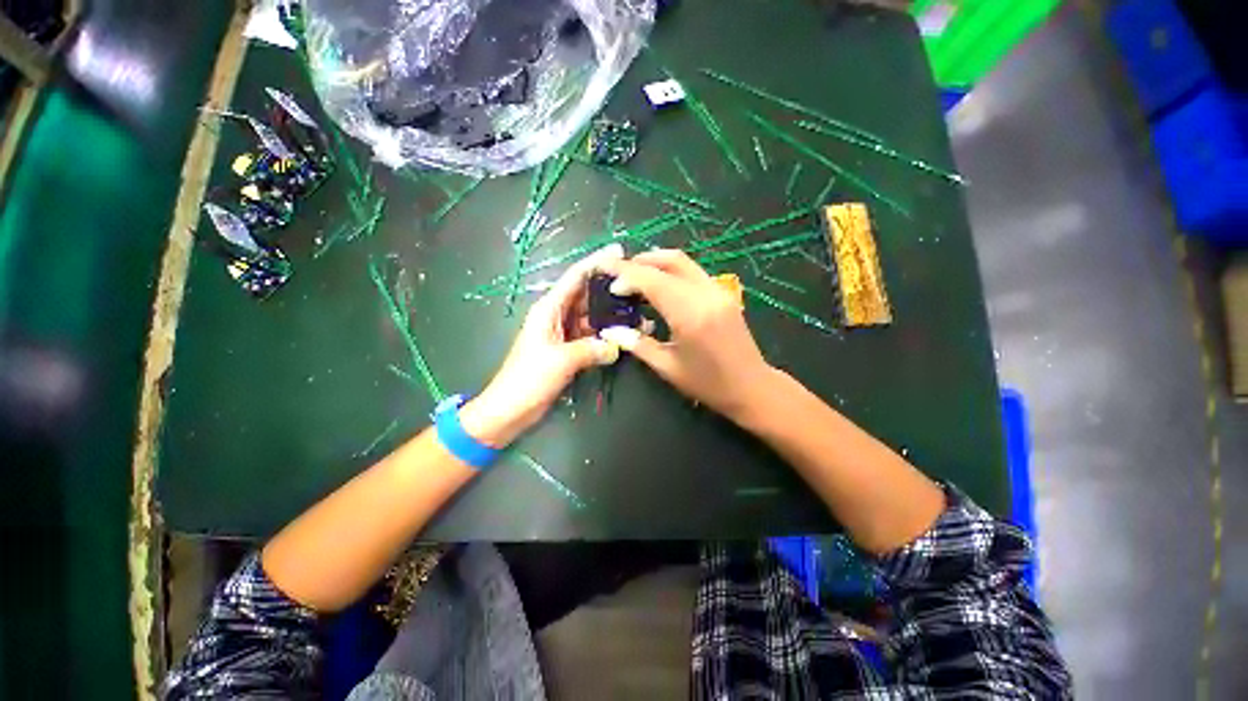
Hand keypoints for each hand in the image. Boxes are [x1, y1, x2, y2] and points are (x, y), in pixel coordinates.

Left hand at [461, 244, 625, 447]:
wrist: (510, 409)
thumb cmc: (528, 379)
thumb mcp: (561, 360)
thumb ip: (591, 349)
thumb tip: (617, 346)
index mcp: (549, 309)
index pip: (575, 278)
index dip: (596, 263)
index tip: (619, 252)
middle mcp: (558, 316)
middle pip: (587, 295)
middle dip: (610, 289)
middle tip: (637, 285)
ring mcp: (564, 334)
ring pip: (592, 317)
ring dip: (612, 315)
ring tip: (638, 311)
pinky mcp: (569, 350)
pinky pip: (592, 336)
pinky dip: (607, 336)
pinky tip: (625, 336)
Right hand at [599, 249, 776, 423]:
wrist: (752, 387)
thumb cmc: (708, 384)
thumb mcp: (667, 367)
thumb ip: (638, 344)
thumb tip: (611, 330)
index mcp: (689, 314)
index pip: (652, 280)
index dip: (625, 272)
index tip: (604, 269)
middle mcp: (706, 294)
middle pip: (670, 261)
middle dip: (640, 261)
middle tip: (618, 272)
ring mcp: (718, 291)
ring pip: (684, 262)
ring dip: (656, 263)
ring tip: (634, 276)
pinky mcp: (724, 294)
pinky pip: (693, 272)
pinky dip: (672, 272)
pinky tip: (659, 285)